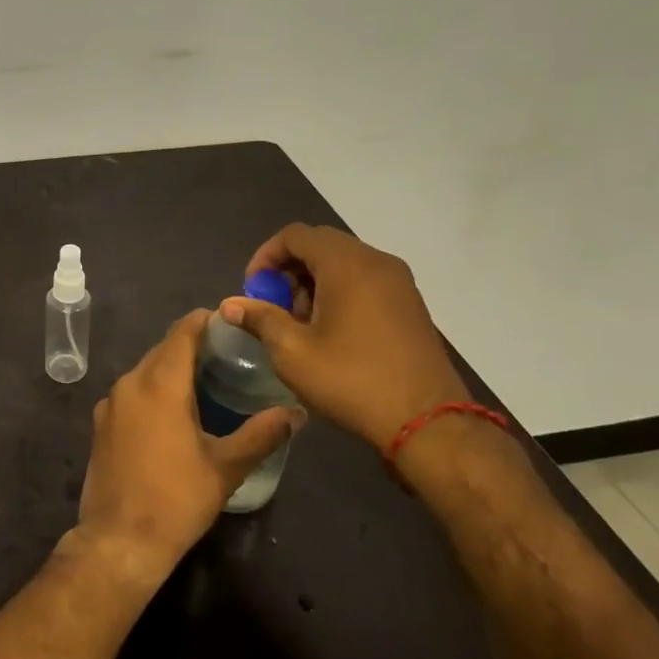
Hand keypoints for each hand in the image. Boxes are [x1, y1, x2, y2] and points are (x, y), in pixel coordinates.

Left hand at [72, 310, 301, 582]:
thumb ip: (262, 434)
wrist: (119, 541)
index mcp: (160, 384)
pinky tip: (173, 412)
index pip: (182, 332)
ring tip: (205, 382)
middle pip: (163, 349)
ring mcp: (110, 403)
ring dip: (171, 369)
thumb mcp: (226, 468)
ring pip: (145, 370)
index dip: (205, 321)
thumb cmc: (177, 500)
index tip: (230, 323)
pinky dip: (152, 389)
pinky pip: (131, 392)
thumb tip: (297, 412)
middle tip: (227, 356)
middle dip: (192, 346)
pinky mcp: (100, 423)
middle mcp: (130, 383)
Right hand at [221, 224, 468, 454]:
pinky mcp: (410, 305)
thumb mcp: (292, 352)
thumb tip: (230, 305)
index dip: (265, 257)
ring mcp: (399, 283)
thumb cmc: (352, 381)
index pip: (295, 235)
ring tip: (300, 324)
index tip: (253, 291)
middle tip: (274, 308)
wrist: (429, 423)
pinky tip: (331, 332)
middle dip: (288, 271)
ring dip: (313, 282)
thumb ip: (259, 319)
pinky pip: (365, 281)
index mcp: (347, 264)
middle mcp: (376, 261)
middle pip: (320, 245)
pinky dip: (339, 292)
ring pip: (343, 263)